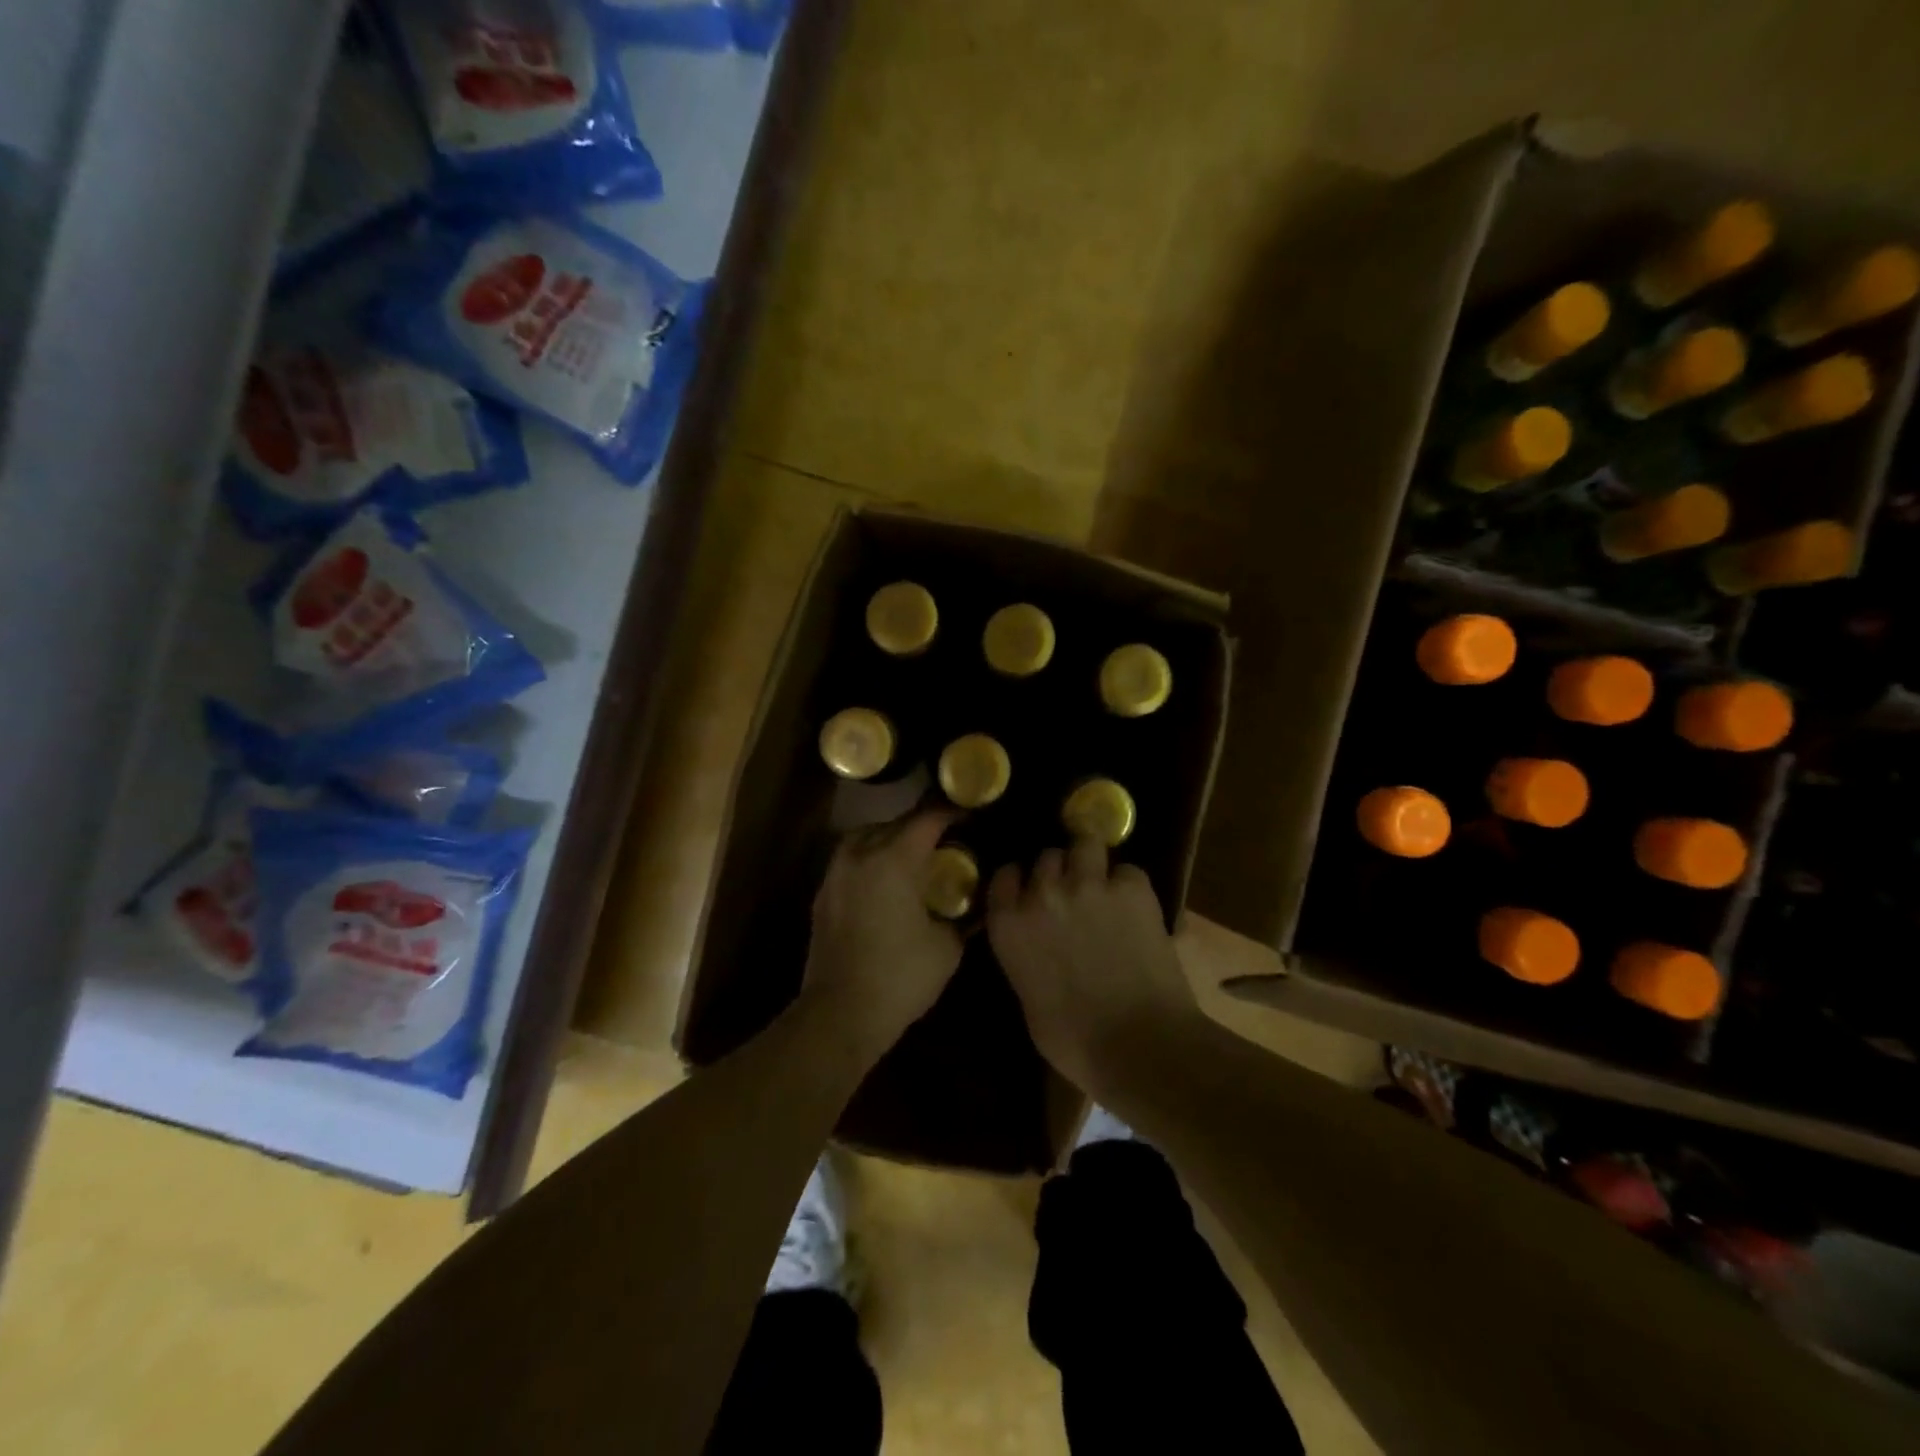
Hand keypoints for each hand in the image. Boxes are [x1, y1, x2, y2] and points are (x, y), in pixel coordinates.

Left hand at [802, 807, 964, 1050]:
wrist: (840, 1014)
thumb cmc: (900, 978)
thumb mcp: (947, 947)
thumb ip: (965, 916)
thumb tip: (981, 903)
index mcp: (894, 859)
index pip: (928, 819)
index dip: (952, 812)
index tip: (972, 813)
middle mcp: (861, 854)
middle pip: (897, 823)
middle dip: (924, 826)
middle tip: (950, 837)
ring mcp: (836, 873)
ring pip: (868, 837)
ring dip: (893, 838)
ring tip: (916, 856)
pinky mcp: (823, 893)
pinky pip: (852, 859)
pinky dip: (872, 859)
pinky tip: (888, 880)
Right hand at [986, 837, 1200, 1090]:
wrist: (1139, 1044)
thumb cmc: (1074, 1040)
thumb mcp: (1029, 998)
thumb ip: (1025, 956)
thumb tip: (1037, 946)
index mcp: (1009, 925)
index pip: (1004, 876)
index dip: (1020, 881)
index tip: (1030, 892)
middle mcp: (1043, 893)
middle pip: (1046, 857)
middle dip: (1058, 872)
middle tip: (1073, 893)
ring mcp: (1089, 884)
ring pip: (1085, 843)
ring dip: (1091, 860)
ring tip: (1103, 882)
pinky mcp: (1132, 887)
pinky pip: (1127, 870)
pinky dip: (1130, 885)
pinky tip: (1136, 908)